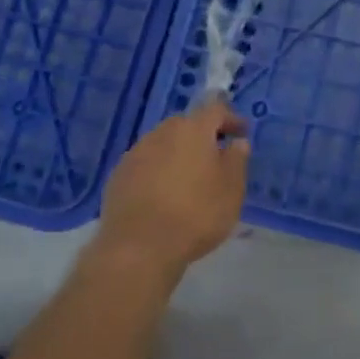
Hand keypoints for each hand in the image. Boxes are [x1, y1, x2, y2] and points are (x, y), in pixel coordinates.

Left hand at [94, 100, 249, 286]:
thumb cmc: (196, 214)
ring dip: (178, 153)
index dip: (231, 119)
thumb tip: (237, 142)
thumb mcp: (232, 189)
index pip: (216, 109)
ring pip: (163, 143)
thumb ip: (237, 160)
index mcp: (193, 129)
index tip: (241, 134)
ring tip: (188, 178)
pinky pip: (145, 164)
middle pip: (186, 124)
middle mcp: (162, 132)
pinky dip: (157, 171)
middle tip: (215, 156)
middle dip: (202, 135)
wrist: (138, 248)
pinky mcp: (118, 176)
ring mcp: (136, 153)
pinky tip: (163, 194)